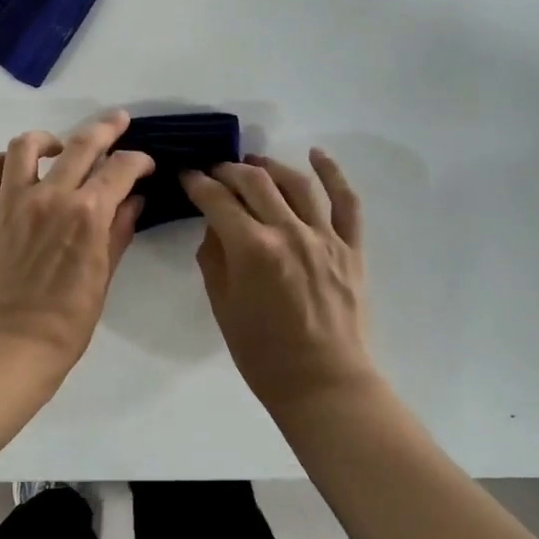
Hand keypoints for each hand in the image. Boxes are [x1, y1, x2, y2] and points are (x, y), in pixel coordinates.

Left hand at [0, 111, 153, 371]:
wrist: (15, 345)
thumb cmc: (70, 319)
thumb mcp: (104, 274)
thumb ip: (120, 230)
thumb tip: (134, 199)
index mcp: (88, 213)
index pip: (121, 169)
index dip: (138, 161)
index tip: (144, 165)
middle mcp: (51, 196)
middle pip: (82, 143)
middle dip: (107, 128)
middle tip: (118, 122)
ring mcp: (12, 201)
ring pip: (27, 145)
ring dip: (49, 139)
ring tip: (58, 148)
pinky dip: (1, 162)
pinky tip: (14, 171)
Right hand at [181, 149, 375, 408]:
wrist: (323, 383)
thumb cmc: (263, 355)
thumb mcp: (223, 307)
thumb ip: (214, 258)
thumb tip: (215, 225)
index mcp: (253, 249)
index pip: (217, 200)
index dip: (197, 183)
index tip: (186, 176)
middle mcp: (289, 232)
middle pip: (255, 182)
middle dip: (228, 170)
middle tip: (215, 172)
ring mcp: (325, 237)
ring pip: (296, 183)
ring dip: (270, 166)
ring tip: (253, 162)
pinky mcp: (351, 247)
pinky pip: (346, 201)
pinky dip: (333, 173)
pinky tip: (317, 154)